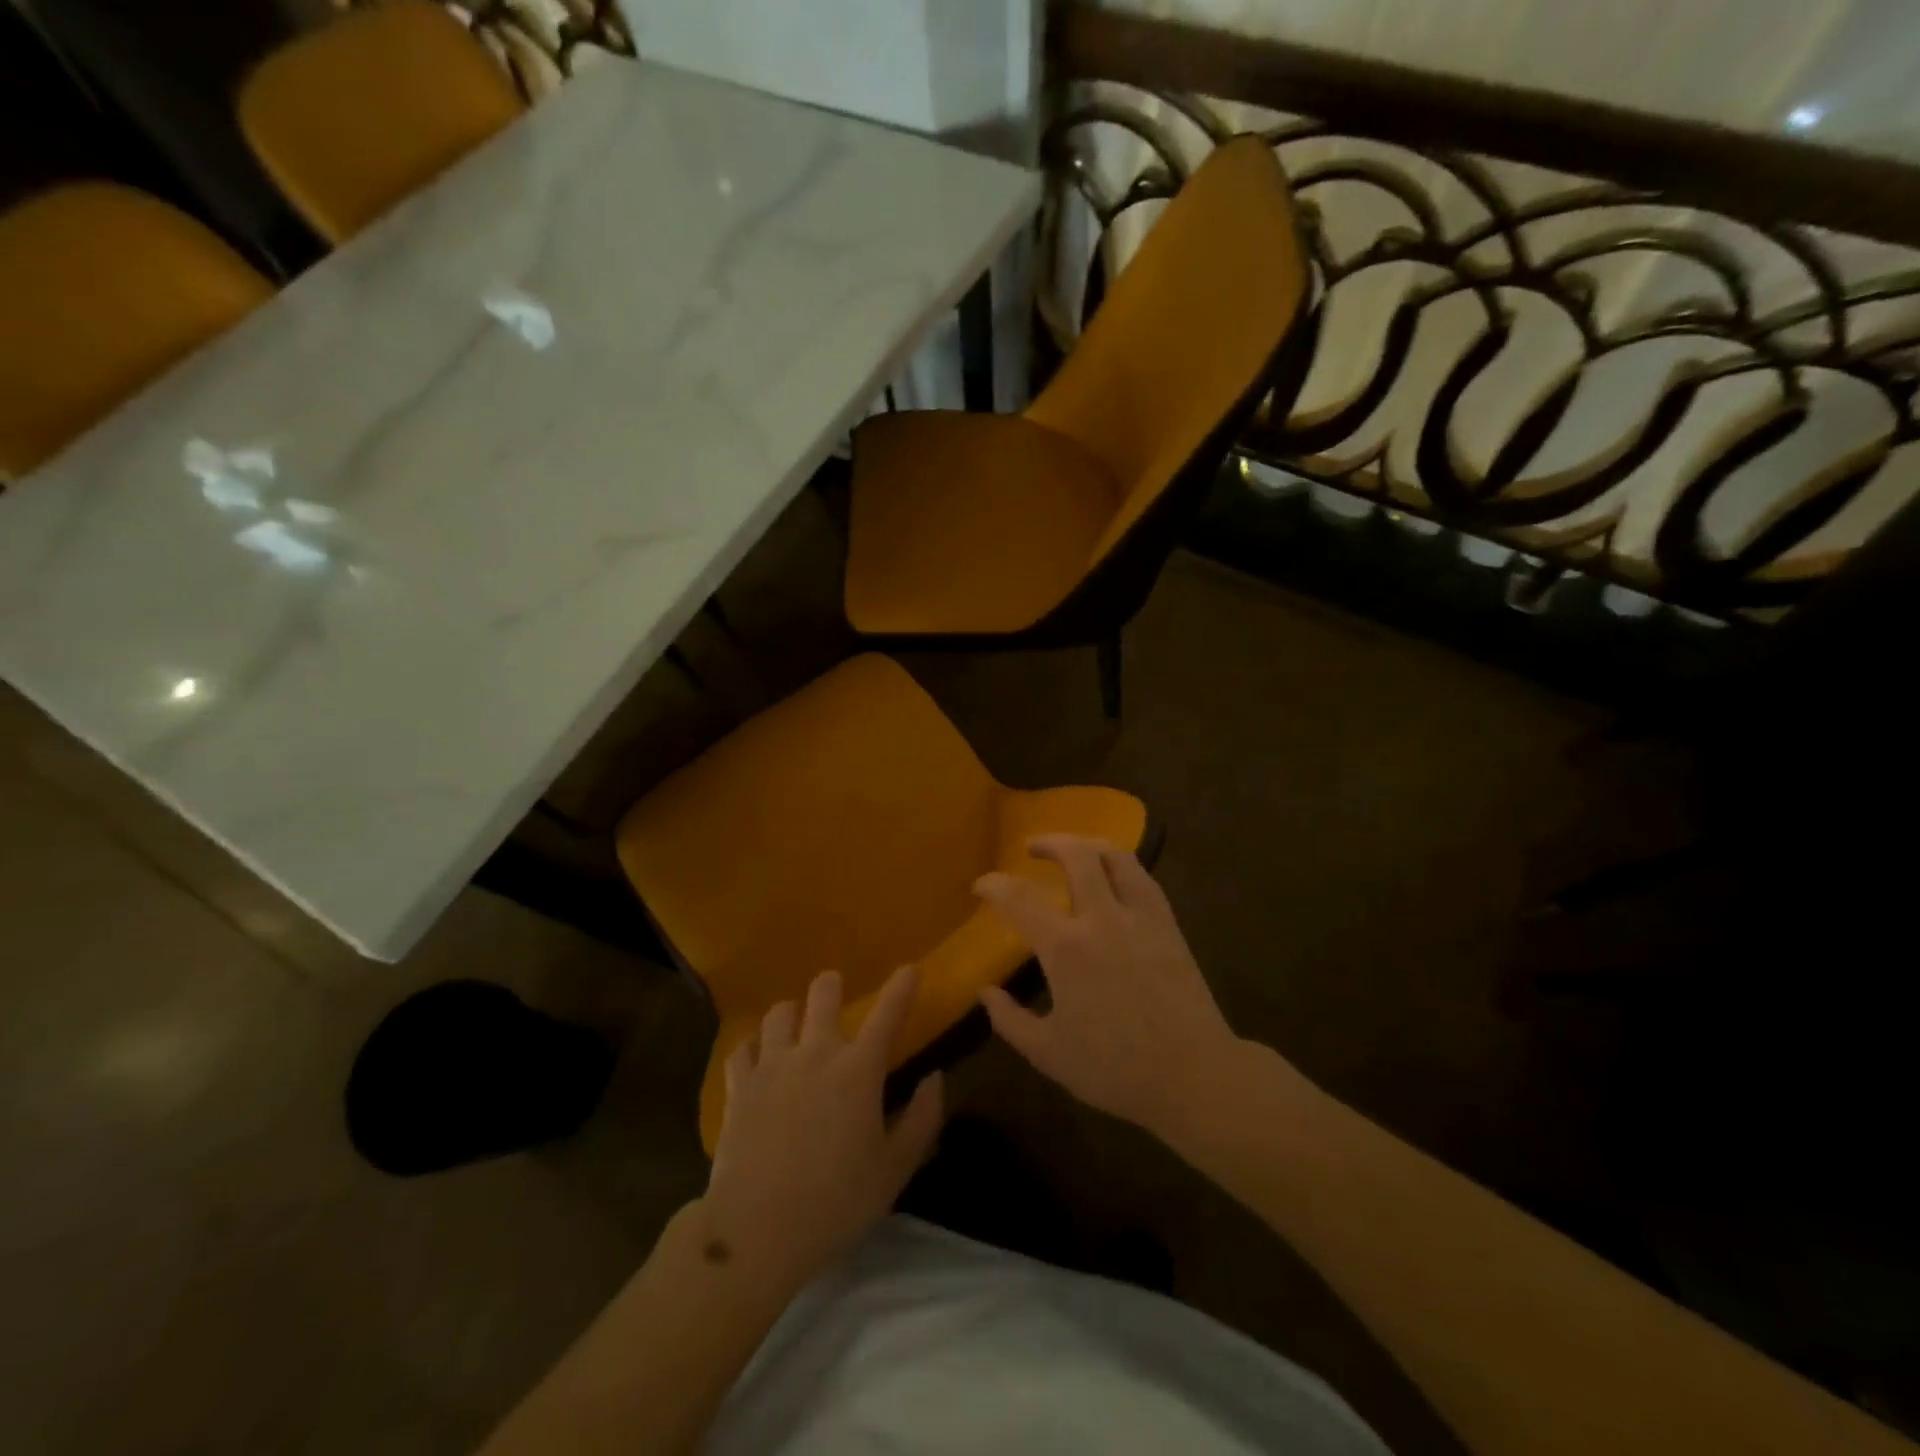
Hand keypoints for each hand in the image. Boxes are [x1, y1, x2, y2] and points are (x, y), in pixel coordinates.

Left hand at [702, 966, 943, 1295]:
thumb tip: (936, 1077)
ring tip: (795, 1028)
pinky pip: (741, 1048)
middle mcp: (816, 1053)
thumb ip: (922, 1118)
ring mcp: (772, 1065)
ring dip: (791, 1015)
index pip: (888, 1014)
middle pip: (823, 993)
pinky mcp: (739, 1085)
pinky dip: (751, 1048)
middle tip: (835, 994)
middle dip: (832, 986)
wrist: (757, 1231)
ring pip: (779, 1012)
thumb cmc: (836, 1202)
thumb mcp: (895, 1169)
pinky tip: (756, 1060)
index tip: (910, 968)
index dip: (902, 987)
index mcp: (859, 1070)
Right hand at [975, 835, 1239, 1136]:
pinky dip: (1121, 865)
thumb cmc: (1116, 1069)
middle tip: (1032, 847)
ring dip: (1089, 844)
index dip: (994, 885)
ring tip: (1075, 850)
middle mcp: (1103, 918)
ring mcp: (1141, 917)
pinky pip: (1143, 877)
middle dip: (1050, 842)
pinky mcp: (1169, 925)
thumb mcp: (1048, 1054)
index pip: (1020, 898)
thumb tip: (985, 991)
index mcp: (1066, 948)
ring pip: (1117, 856)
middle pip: (1077, 855)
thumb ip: (1009, 1020)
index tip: (981, 885)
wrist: (1194, 1076)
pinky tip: (1114, 877)